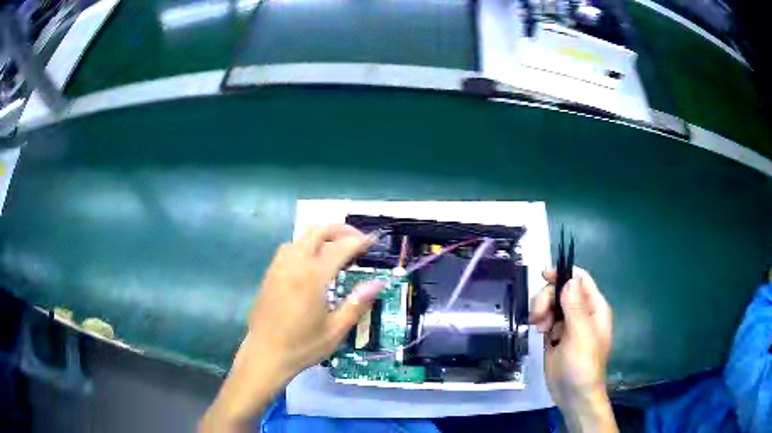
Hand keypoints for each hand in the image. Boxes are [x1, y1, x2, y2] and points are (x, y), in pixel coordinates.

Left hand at [200, 224, 381, 431]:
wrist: (265, 355)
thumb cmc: (303, 346)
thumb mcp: (336, 330)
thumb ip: (357, 303)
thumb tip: (378, 283)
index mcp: (312, 277)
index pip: (340, 248)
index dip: (359, 241)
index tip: (373, 240)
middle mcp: (294, 264)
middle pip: (317, 231)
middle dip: (340, 229)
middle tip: (357, 239)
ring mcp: (278, 267)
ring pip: (300, 237)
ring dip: (320, 236)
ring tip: (336, 249)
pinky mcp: (269, 274)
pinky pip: (288, 249)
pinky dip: (304, 246)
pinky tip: (311, 263)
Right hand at [529, 267, 616, 431]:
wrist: (574, 395)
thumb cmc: (583, 364)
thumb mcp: (581, 334)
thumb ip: (575, 306)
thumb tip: (568, 279)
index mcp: (594, 307)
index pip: (580, 279)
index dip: (564, 274)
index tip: (544, 276)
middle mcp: (582, 312)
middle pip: (561, 290)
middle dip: (547, 297)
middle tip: (539, 315)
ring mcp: (568, 325)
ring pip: (551, 303)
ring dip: (542, 310)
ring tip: (539, 327)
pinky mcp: (555, 336)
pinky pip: (546, 319)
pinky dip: (540, 321)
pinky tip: (538, 332)